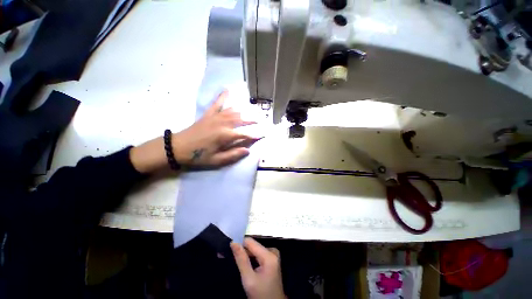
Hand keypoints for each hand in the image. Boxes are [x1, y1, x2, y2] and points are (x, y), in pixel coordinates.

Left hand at [130, 91, 255, 172]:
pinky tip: (228, 90)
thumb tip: (248, 150)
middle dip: (253, 120)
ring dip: (244, 111)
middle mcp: (223, 123)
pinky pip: (217, 103)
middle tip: (261, 120)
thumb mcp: (217, 160)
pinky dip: (223, 96)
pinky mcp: (209, 114)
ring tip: (252, 111)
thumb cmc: (198, 155)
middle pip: (242, 119)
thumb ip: (233, 155)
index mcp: (225, 135)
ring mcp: (215, 117)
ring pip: (233, 111)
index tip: (263, 135)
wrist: (178, 147)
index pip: (245, 134)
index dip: (255, 135)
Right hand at [231, 238, 284, 298]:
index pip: (251, 242)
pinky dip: (250, 258)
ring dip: (245, 254)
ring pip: (255, 250)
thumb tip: (234, 242)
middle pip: (253, 246)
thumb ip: (241, 260)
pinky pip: (258, 254)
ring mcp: (273, 255)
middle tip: (228, 254)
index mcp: (269, 255)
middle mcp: (272, 251)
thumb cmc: (261, 295)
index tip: (228, 246)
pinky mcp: (271, 259)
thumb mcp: (249, 279)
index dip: (239, 243)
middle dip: (241, 250)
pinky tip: (243, 261)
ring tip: (233, 257)